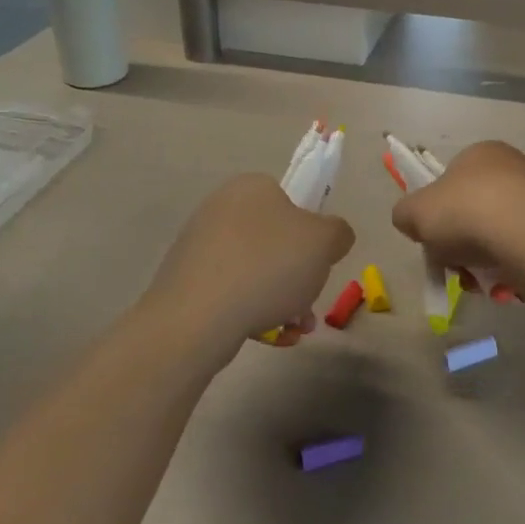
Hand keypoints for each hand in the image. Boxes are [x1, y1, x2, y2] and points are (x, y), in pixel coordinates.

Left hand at [145, 174, 354, 349]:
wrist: (198, 316)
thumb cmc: (269, 266)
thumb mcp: (325, 242)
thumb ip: (338, 232)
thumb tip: (331, 237)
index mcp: (253, 187)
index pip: (293, 202)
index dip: (312, 235)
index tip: (319, 264)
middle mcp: (221, 207)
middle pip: (276, 241)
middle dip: (298, 277)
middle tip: (309, 306)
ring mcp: (199, 244)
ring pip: (255, 271)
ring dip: (281, 299)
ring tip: (292, 330)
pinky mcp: (186, 279)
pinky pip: (231, 292)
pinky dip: (252, 311)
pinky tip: (268, 337)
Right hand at [391, 142, 524, 299]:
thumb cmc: (466, 212)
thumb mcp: (415, 212)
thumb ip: (405, 214)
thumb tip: (412, 222)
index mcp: (480, 153)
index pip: (449, 181)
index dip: (435, 211)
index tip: (431, 238)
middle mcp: (513, 168)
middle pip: (472, 212)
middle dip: (458, 243)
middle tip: (452, 265)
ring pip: (496, 236)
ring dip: (480, 261)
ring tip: (477, 280)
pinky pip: (521, 252)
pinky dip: (508, 268)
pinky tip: (502, 283)